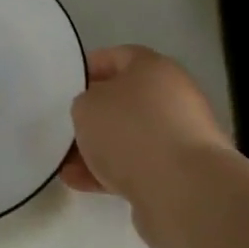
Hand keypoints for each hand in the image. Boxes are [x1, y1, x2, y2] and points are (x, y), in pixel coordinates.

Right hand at [61, 46, 230, 223]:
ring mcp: (180, 137)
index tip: (66, 85)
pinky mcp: (181, 173)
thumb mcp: (87, 106)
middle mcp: (173, 96)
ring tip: (66, 164)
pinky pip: (138, 166)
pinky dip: (112, 172)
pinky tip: (81, 184)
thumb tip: (95, 112)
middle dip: (94, 116)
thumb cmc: (130, 131)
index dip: (89, 68)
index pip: (117, 57)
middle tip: (66, 127)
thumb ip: (85, 103)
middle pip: (125, 100)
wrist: (182, 190)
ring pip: (130, 137)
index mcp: (154, 67)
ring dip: (100, 148)